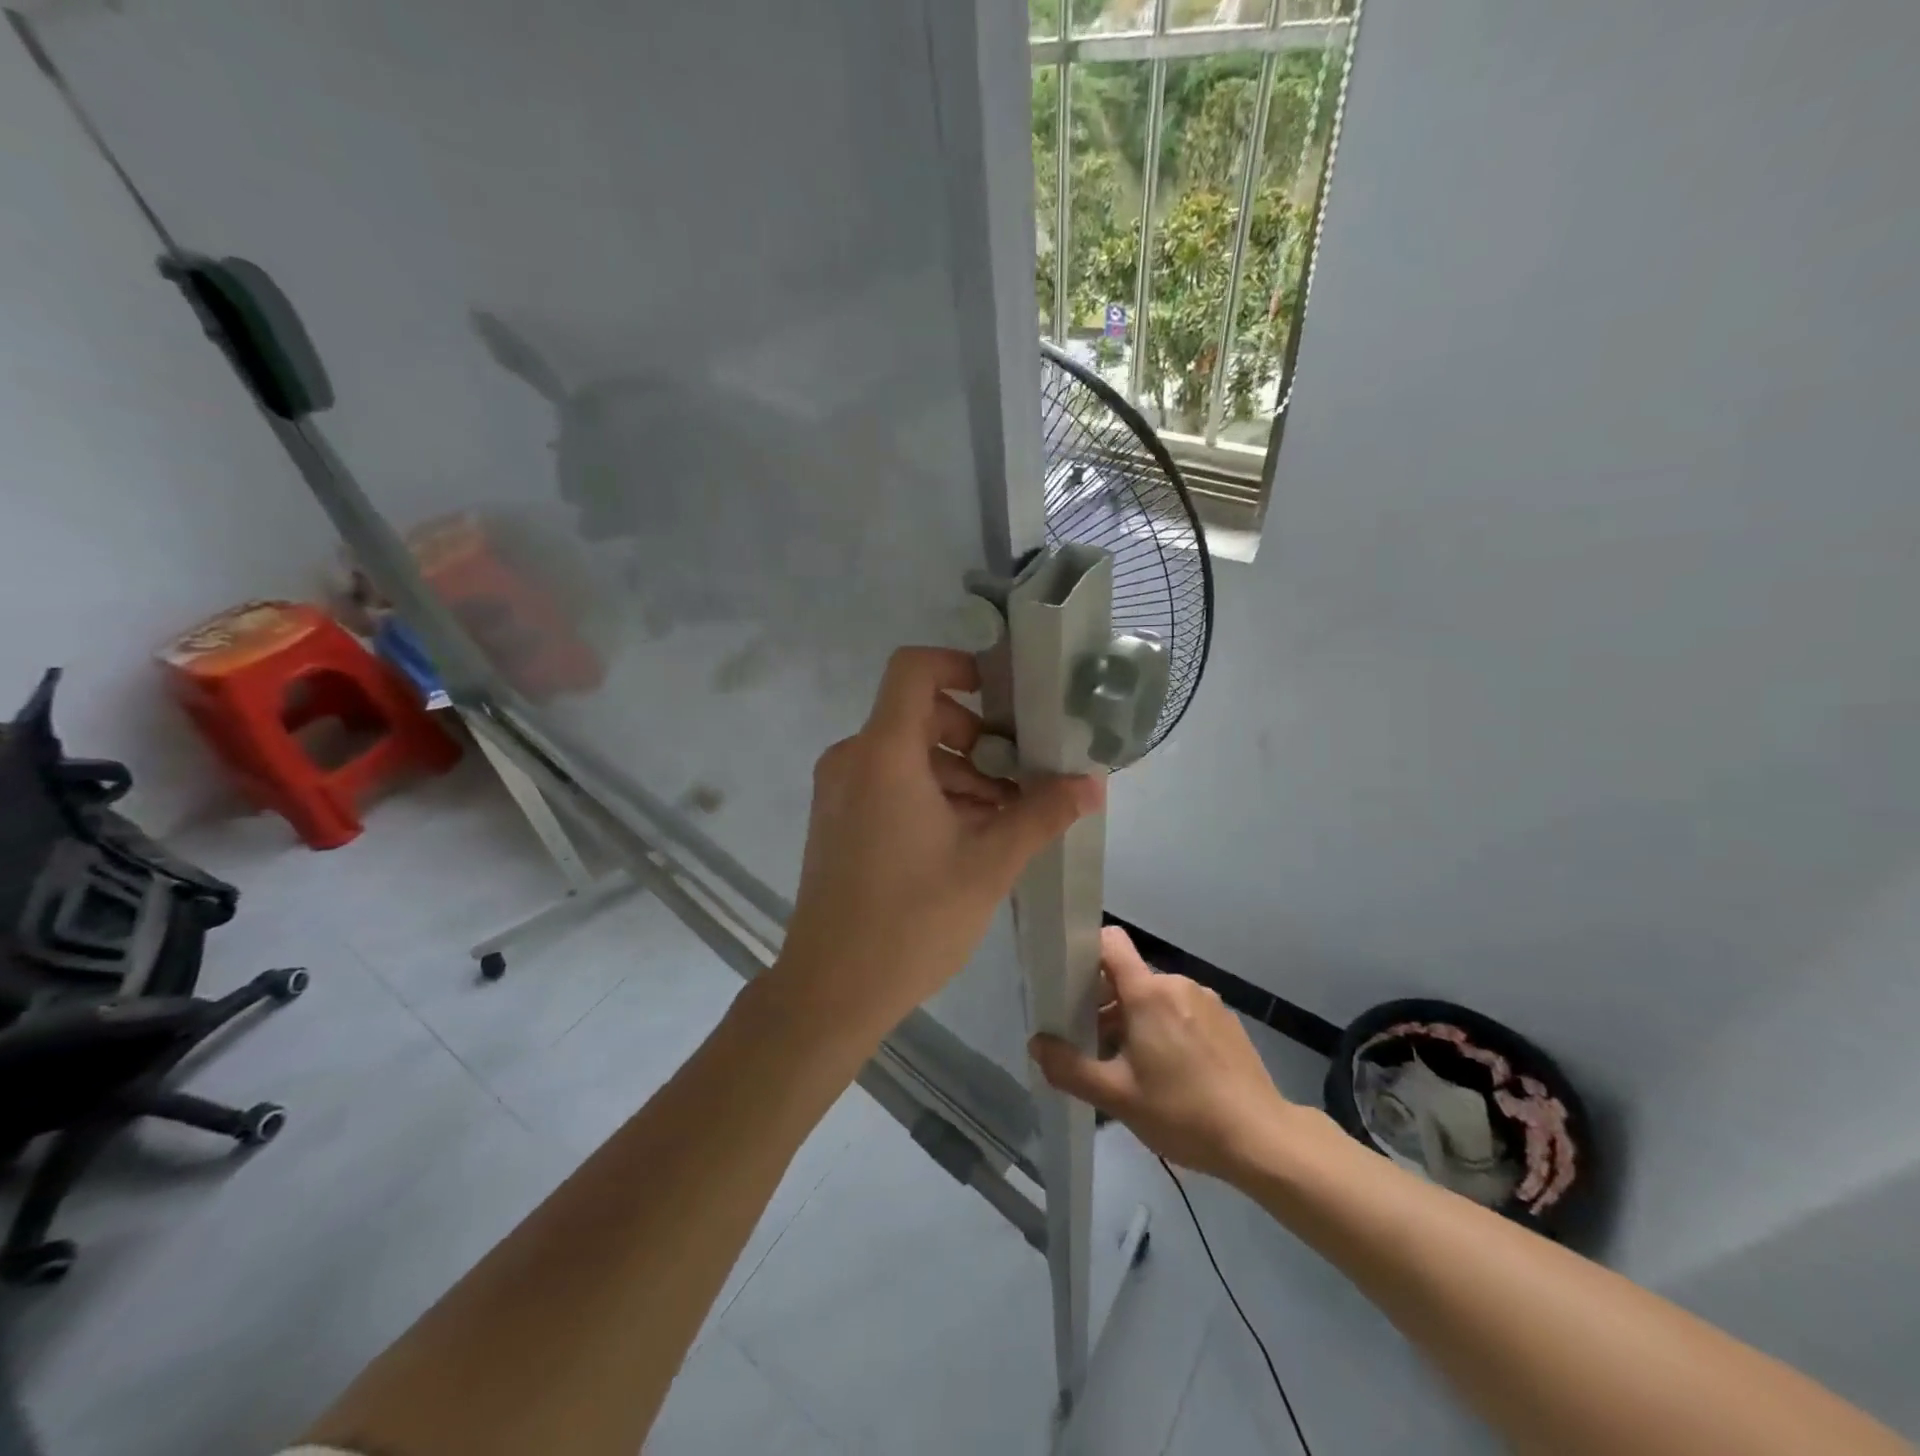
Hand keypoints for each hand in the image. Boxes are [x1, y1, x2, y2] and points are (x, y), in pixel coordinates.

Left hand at [770, 647, 1103, 1045]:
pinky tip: (967, 837)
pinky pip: (889, 782)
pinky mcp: (838, 819)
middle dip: (977, 738)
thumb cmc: (912, 920)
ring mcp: (840, 790)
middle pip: (920, 714)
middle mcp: (854, 759)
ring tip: (1003, 818)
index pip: (914, 668)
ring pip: (908, 754)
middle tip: (1019, 778)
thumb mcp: (989, 863)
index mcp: (884, 753)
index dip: (961, 665)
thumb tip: (1092, 783)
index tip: (1006, 699)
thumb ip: (1041, 813)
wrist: (831, 989)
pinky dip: (930, 794)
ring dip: (959, 774)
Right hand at [1029, 927, 1296, 1180]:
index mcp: (1148, 993)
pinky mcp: (1225, 1019)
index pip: (1110, 941)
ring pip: (1154, 997)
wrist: (1262, 1139)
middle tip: (1095, 1048)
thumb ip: (1070, 1068)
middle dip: (1105, 1005)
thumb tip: (1037, 1044)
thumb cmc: (1183, 1112)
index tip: (1070, 986)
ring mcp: (1205, 1000)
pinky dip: (1164, 1028)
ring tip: (1132, 1068)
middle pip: (1128, 977)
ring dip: (1135, 1020)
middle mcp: (1177, 984)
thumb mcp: (1118, 1097)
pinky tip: (1169, 1074)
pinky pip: (1180, 1010)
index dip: (1085, 953)